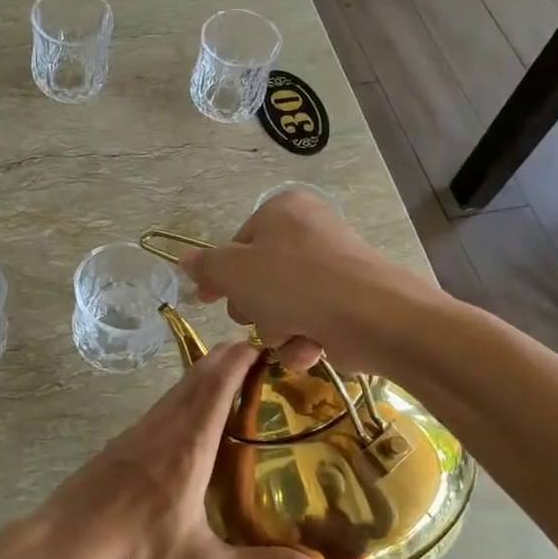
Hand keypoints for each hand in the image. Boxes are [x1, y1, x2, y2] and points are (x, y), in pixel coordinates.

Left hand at [36, 341, 324, 558]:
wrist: (66, 545)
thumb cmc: (136, 550)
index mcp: (190, 443)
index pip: (219, 382)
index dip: (243, 357)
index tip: (269, 345)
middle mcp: (165, 425)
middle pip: (200, 373)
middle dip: (230, 357)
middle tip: (262, 357)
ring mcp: (140, 429)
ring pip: (179, 386)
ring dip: (208, 373)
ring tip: (237, 380)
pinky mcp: (124, 440)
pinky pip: (165, 403)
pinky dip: (188, 393)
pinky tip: (195, 417)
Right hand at [178, 191, 399, 371]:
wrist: (373, 317)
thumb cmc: (294, 283)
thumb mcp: (235, 272)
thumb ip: (206, 266)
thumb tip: (184, 259)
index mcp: (283, 210)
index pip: (238, 244)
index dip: (222, 276)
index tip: (209, 299)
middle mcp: (311, 231)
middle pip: (260, 277)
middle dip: (255, 307)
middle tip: (259, 315)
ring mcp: (334, 267)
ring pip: (283, 305)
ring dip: (278, 329)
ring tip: (291, 334)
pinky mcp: (351, 301)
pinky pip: (312, 321)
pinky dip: (305, 339)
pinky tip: (310, 347)